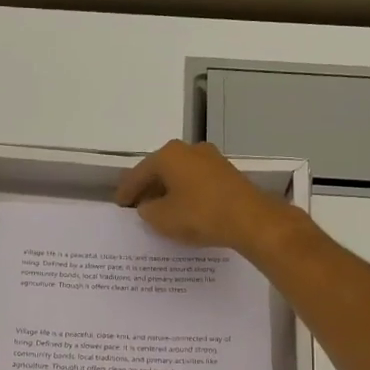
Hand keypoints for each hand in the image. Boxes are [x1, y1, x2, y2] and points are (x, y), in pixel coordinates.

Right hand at [115, 140, 289, 253]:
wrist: (250, 219)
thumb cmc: (199, 215)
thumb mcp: (161, 218)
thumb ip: (147, 210)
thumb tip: (148, 206)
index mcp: (169, 155)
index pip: (139, 173)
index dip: (127, 191)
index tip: (119, 205)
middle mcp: (190, 150)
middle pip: (161, 170)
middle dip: (149, 189)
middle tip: (138, 207)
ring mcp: (212, 159)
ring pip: (181, 176)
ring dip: (170, 192)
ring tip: (161, 211)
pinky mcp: (228, 174)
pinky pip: (198, 183)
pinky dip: (187, 195)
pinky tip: (185, 210)